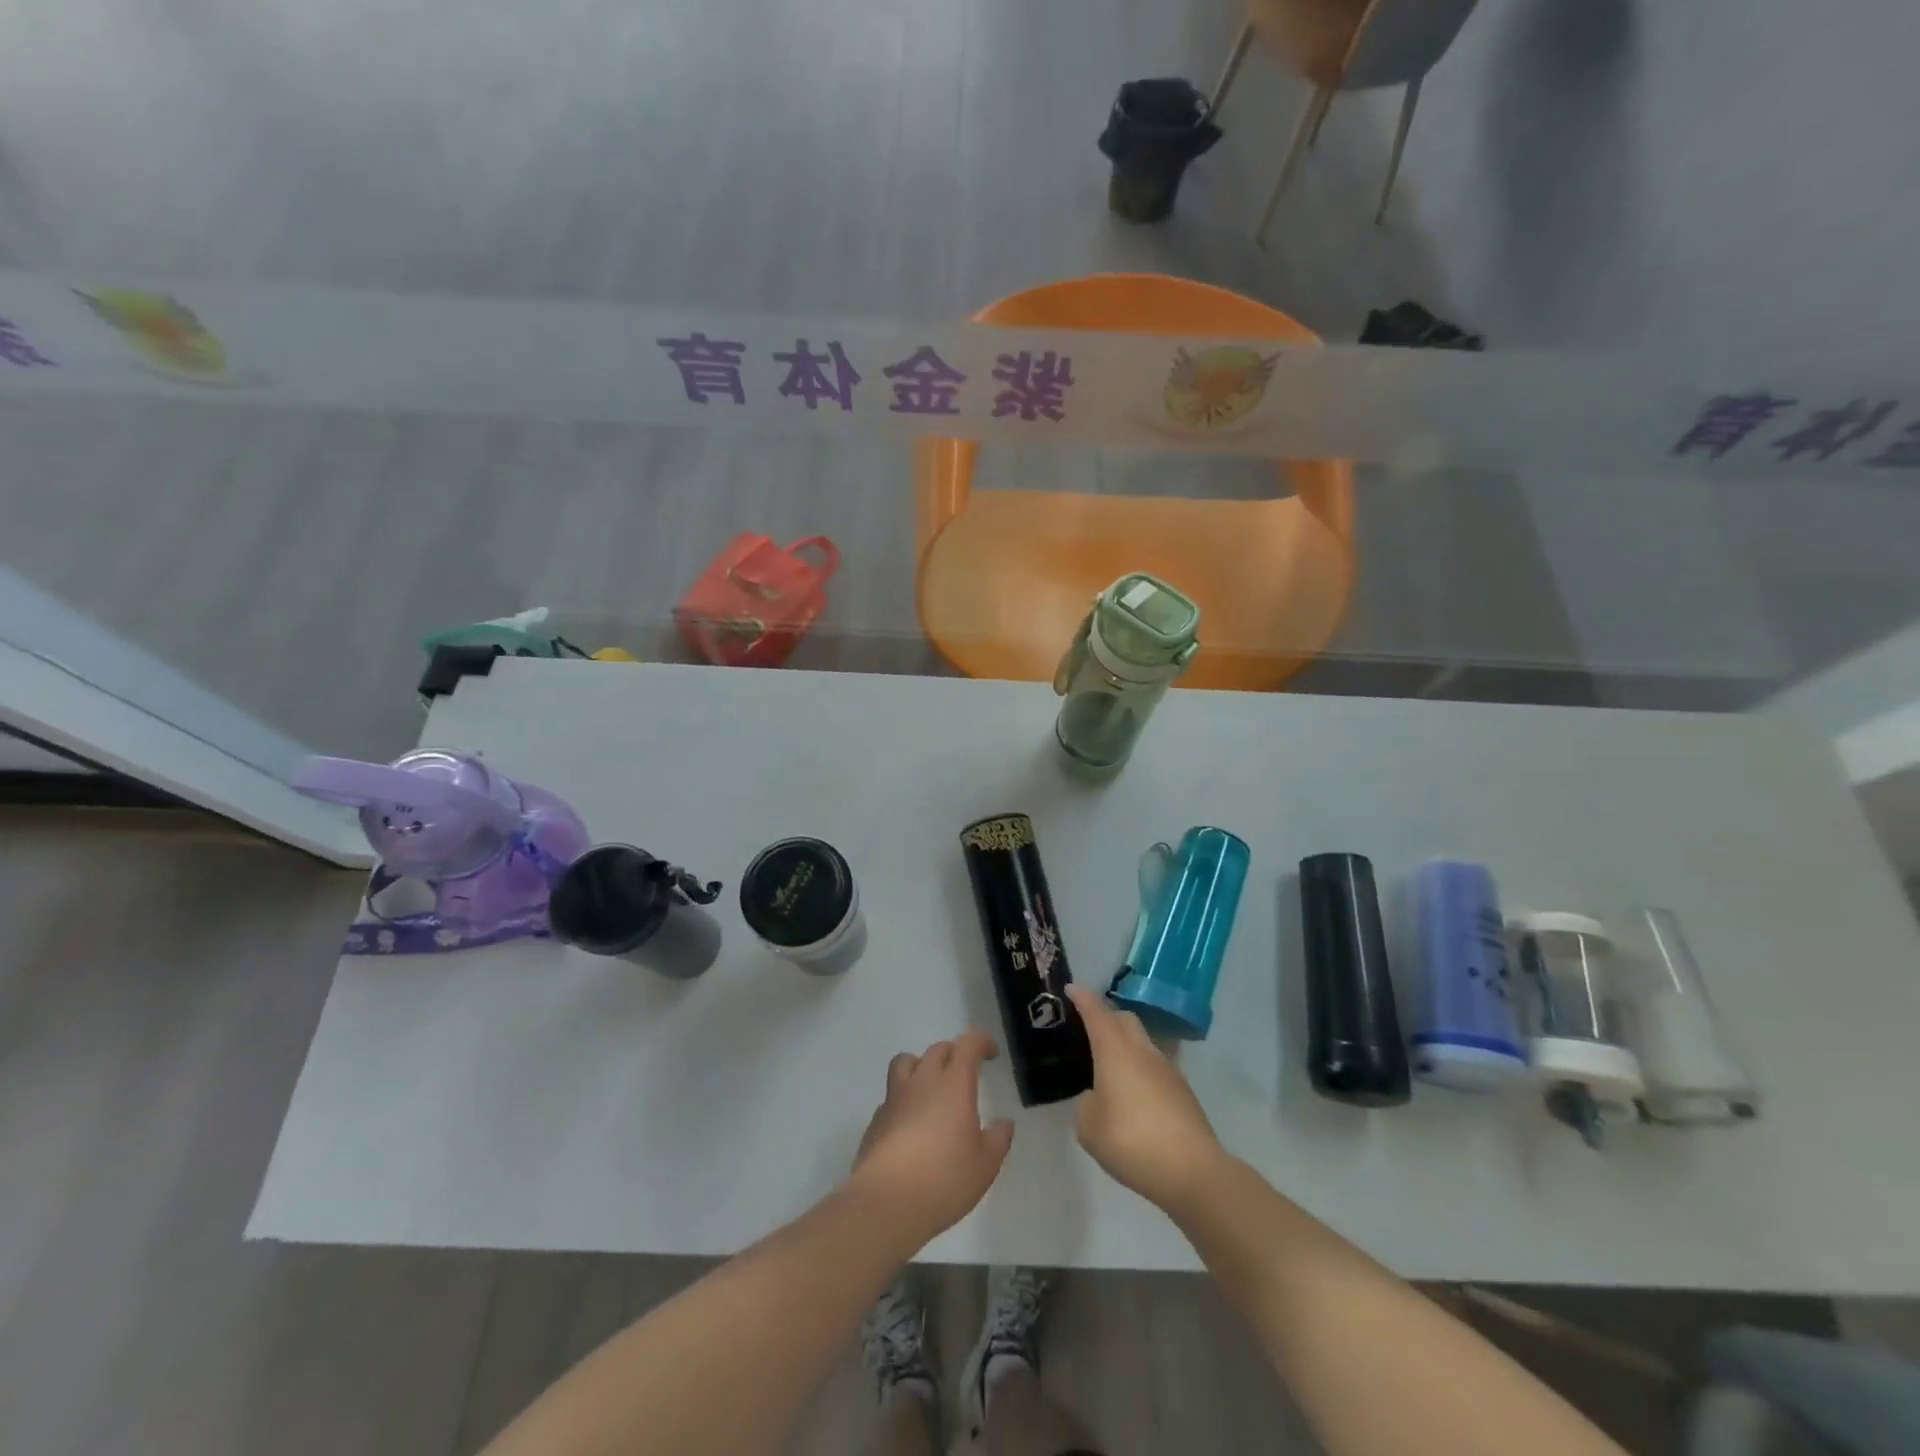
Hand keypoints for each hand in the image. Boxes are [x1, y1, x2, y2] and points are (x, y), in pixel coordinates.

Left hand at [848, 1029, 1014, 1243]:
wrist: (887, 1202)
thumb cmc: (945, 1179)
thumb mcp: (985, 1165)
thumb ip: (998, 1139)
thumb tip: (1004, 1123)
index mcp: (953, 1085)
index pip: (967, 1044)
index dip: (981, 1041)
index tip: (991, 1053)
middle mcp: (922, 1082)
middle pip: (937, 1050)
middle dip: (954, 1054)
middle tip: (964, 1073)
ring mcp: (895, 1098)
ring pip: (905, 1062)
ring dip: (921, 1065)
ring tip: (931, 1087)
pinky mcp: (876, 1120)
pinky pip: (891, 1095)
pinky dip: (903, 1099)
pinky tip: (910, 1124)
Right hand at [1068, 984, 1226, 1210]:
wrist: (1193, 1171)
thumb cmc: (1131, 1141)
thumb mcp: (1089, 1127)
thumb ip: (1086, 1104)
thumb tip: (1097, 1097)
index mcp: (1115, 1050)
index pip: (1096, 1012)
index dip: (1082, 998)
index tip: (1071, 988)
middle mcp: (1142, 1051)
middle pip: (1124, 1019)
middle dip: (1106, 1016)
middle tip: (1089, 1028)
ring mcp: (1168, 1069)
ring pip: (1143, 1042)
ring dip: (1126, 1044)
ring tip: (1111, 1067)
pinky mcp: (1183, 1091)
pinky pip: (1156, 1067)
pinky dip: (1141, 1070)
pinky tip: (1135, 1096)